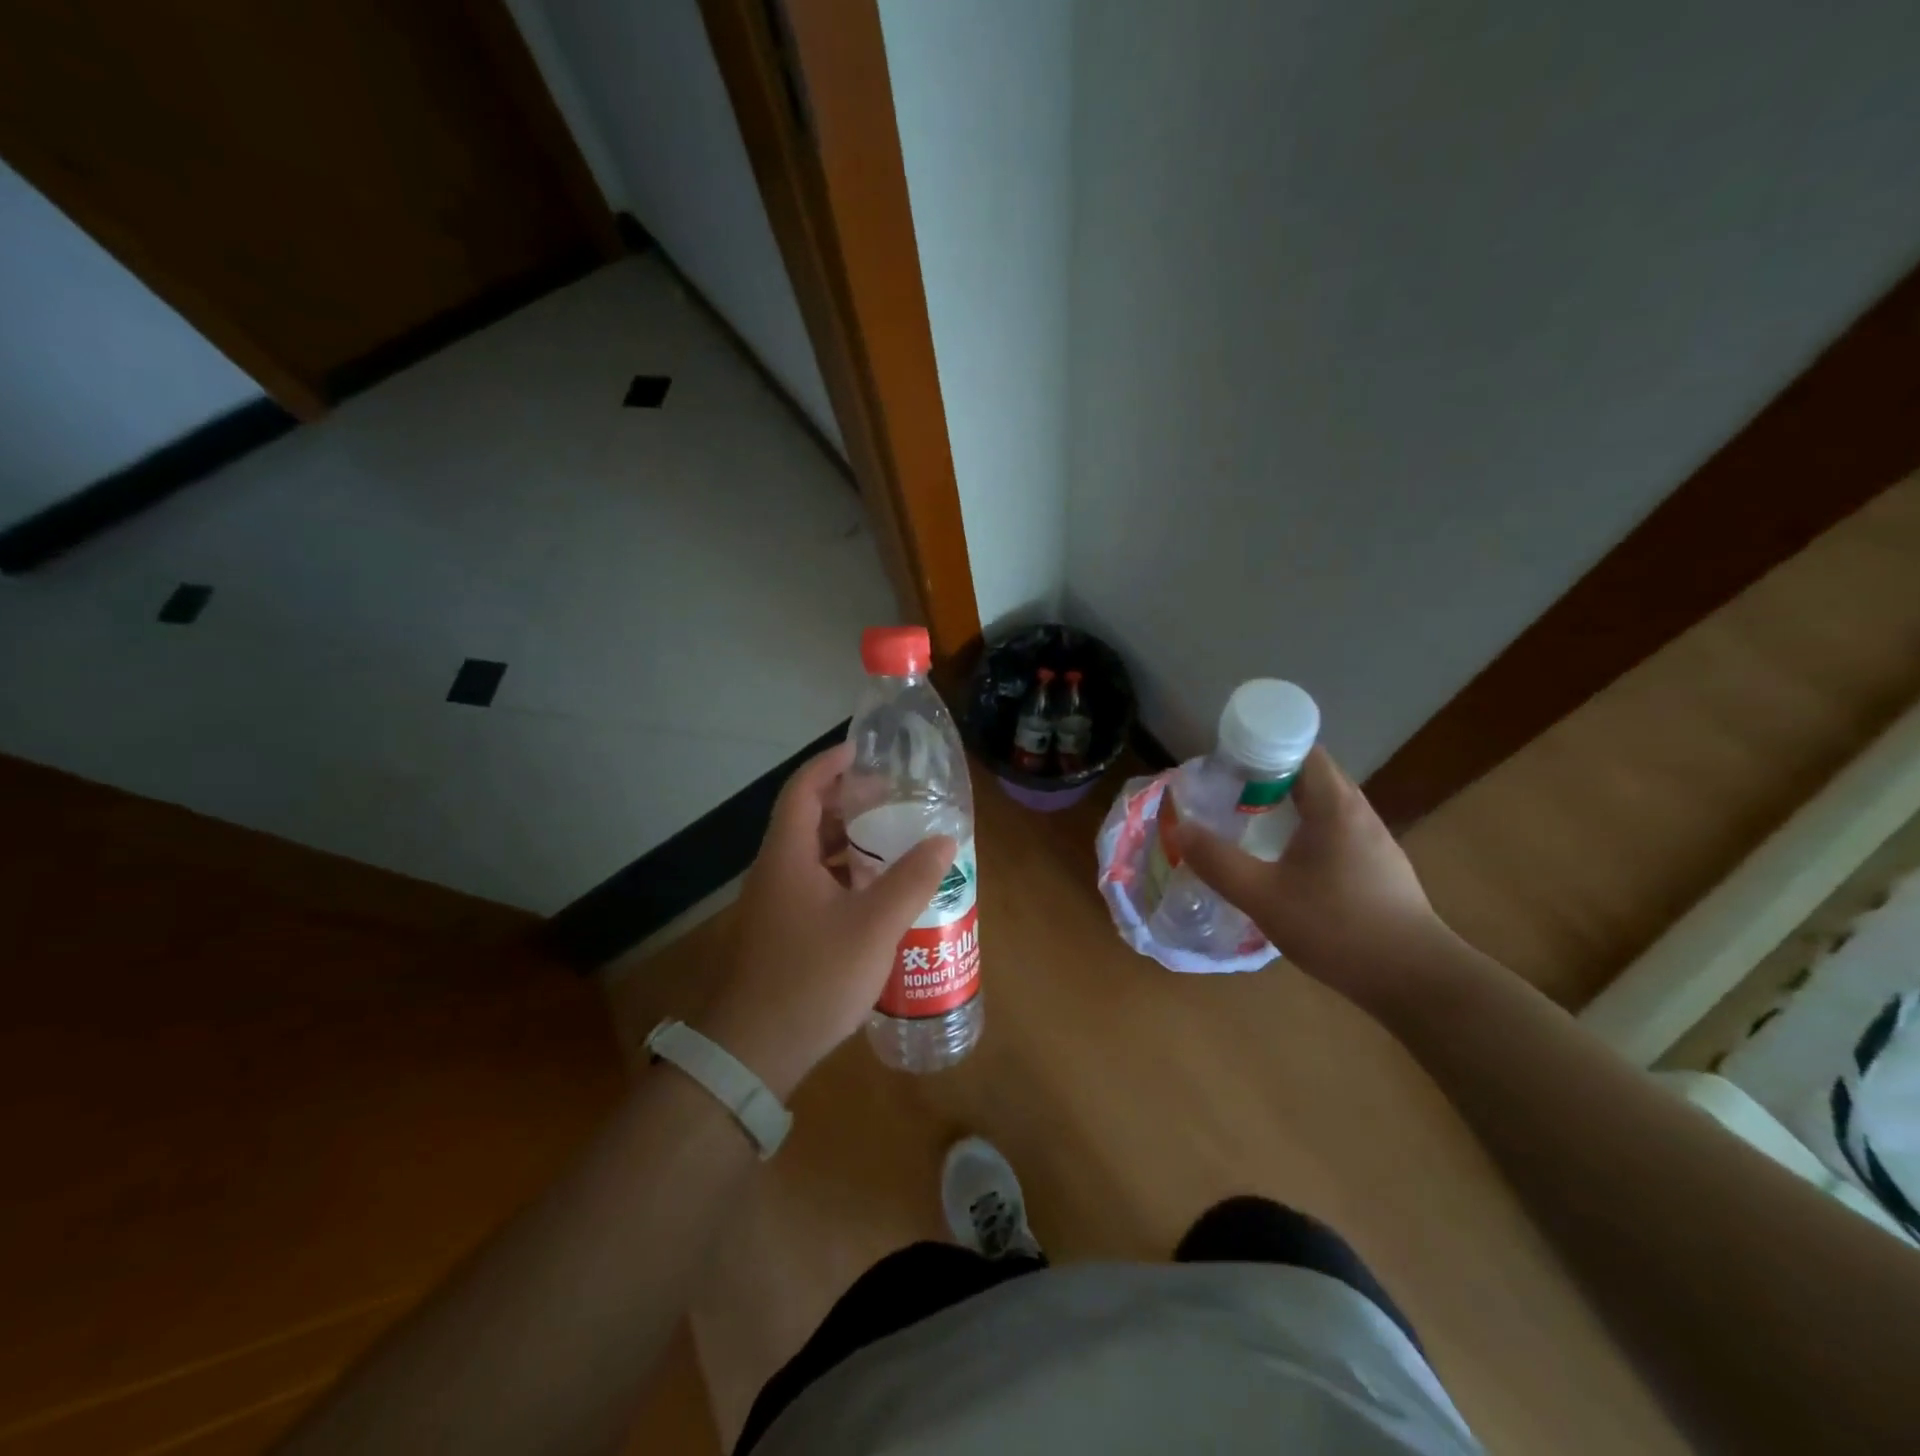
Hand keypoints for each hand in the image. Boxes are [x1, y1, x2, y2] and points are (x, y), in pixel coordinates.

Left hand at [699, 743, 955, 1097]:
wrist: (752, 1051)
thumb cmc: (813, 978)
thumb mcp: (874, 927)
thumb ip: (912, 880)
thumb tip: (945, 840)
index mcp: (787, 856)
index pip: (802, 790)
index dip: (829, 764)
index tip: (861, 751)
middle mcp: (774, 872)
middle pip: (806, 819)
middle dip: (846, 802)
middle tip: (889, 797)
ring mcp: (772, 904)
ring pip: (809, 855)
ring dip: (845, 840)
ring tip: (888, 839)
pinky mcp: (778, 932)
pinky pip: (811, 884)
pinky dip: (840, 874)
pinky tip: (871, 893)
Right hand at [1171, 747, 1453, 1014]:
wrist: (1416, 981)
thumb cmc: (1338, 928)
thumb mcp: (1264, 897)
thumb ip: (1218, 862)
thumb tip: (1181, 829)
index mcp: (1335, 806)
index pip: (1302, 749)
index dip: (1262, 748)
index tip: (1227, 767)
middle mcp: (1359, 813)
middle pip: (1311, 774)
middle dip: (1267, 776)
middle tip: (1227, 795)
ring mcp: (1375, 841)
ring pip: (1325, 805)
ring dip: (1287, 805)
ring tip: (1249, 824)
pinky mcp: (1380, 868)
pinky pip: (1335, 830)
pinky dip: (1306, 830)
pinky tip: (1285, 862)